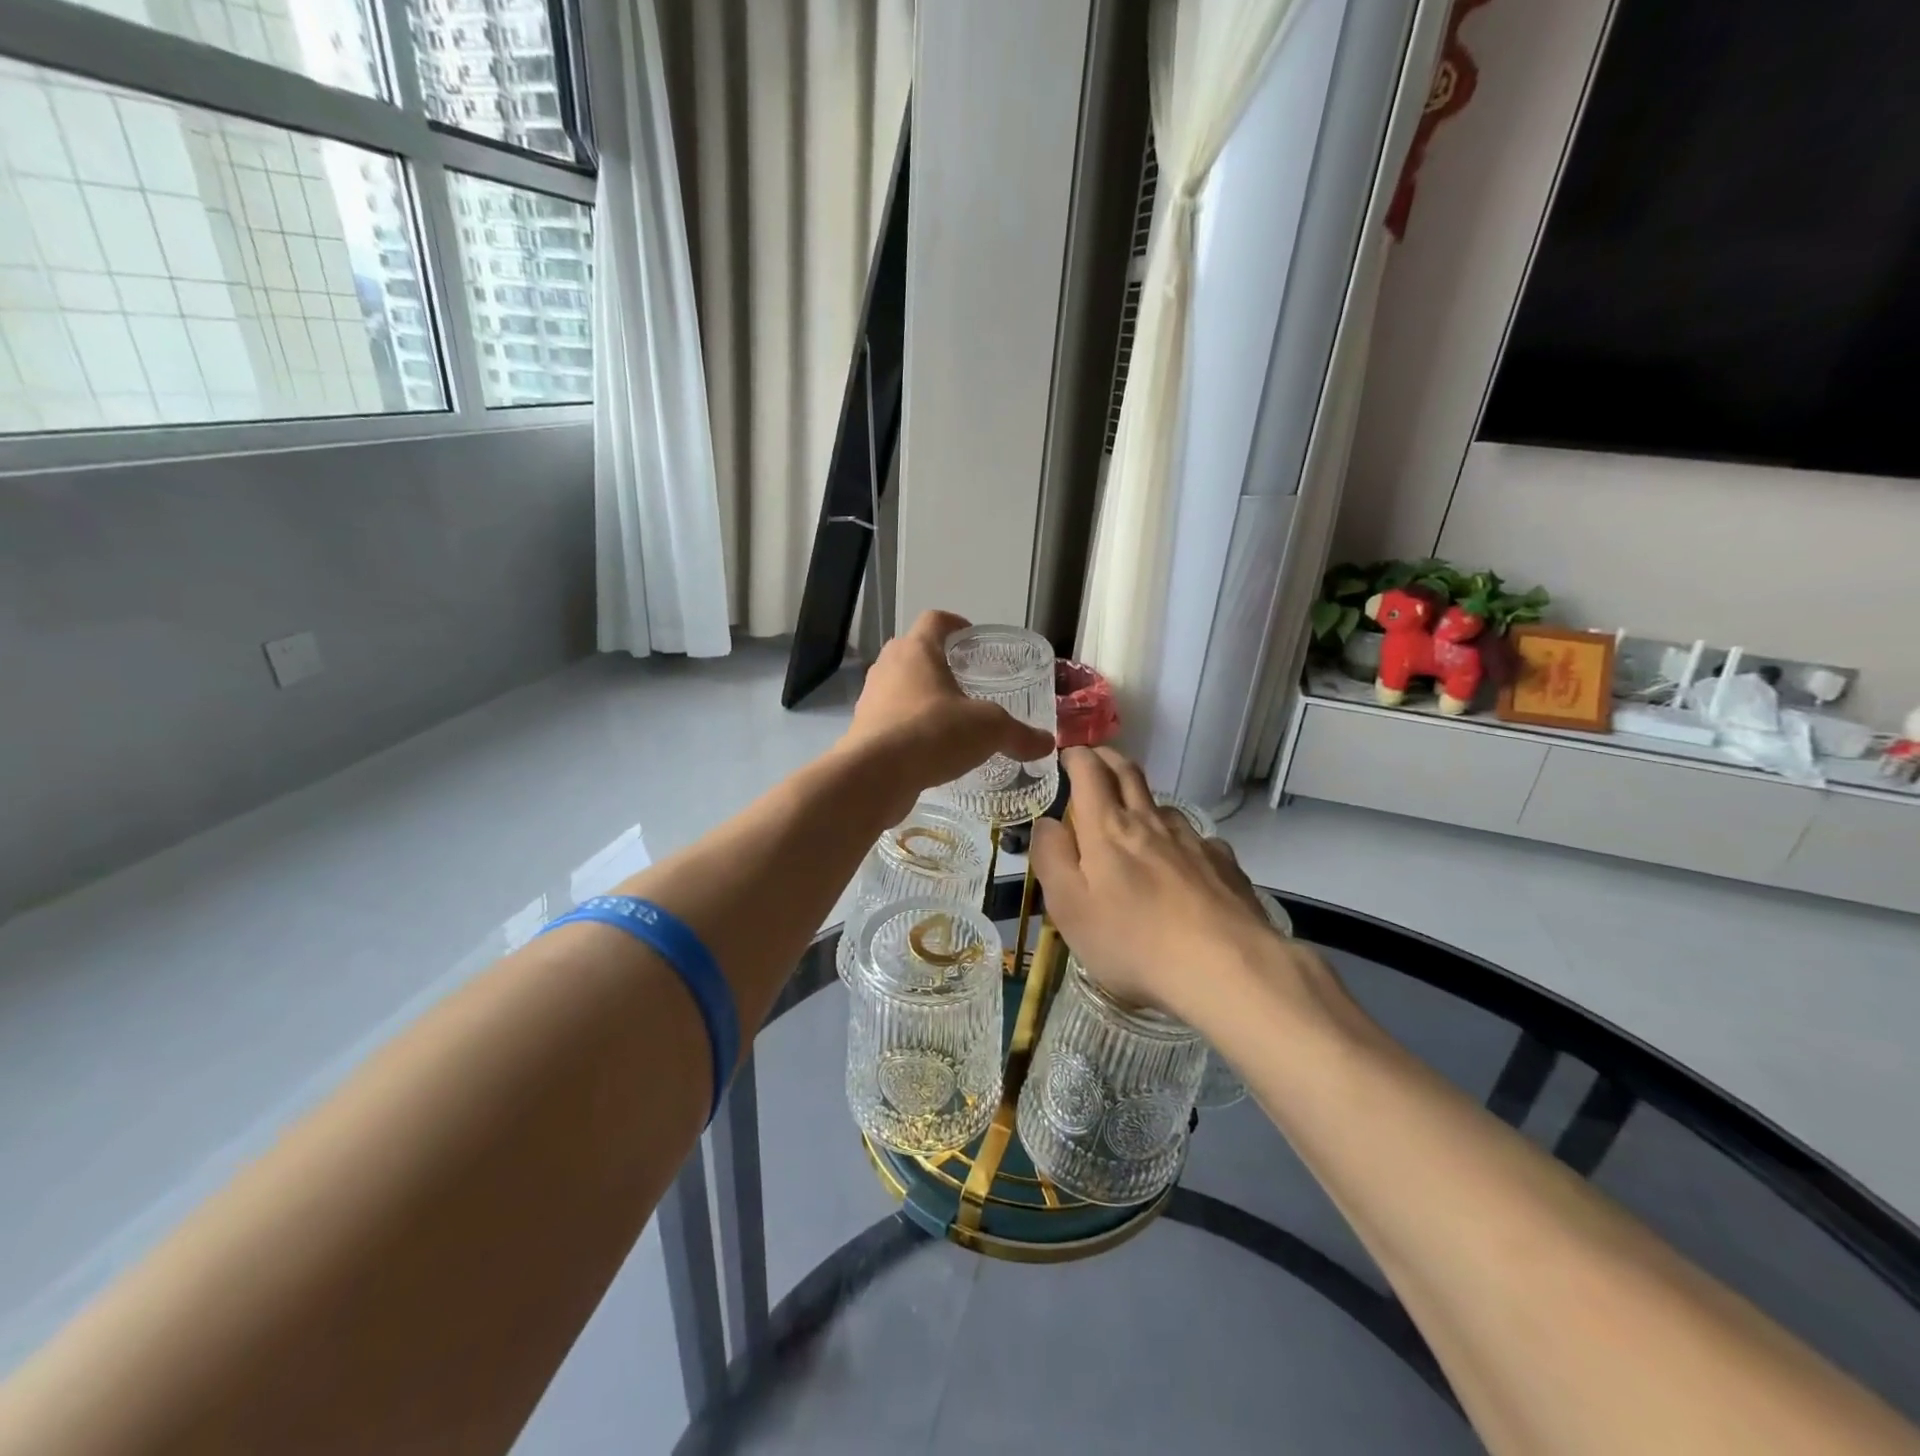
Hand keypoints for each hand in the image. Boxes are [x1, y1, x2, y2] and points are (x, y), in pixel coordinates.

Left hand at [840, 611, 1055, 822]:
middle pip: (913, 651)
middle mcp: (888, 667)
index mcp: (917, 650)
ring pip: (899, 687)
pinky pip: (890, 720)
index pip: (935, 620)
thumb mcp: (989, 730)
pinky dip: (909, 727)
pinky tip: (929, 750)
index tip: (971, 637)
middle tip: (965, 680)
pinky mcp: (863, 731)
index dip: (955, 624)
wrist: (874, 776)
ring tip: (949, 717)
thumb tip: (1047, 744)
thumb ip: (1019, 734)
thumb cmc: (933, 733)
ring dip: (921, 697)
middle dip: (938, 663)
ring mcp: (871, 699)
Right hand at [1030, 747, 1284, 1016]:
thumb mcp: (1069, 908)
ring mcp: (1192, 841)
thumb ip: (1051, 858)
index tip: (1066, 756)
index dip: (1076, 757)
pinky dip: (1179, 839)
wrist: (1226, 967)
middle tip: (1095, 759)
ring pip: (1163, 806)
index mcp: (1107, 829)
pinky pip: (1196, 839)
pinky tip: (1182, 862)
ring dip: (1143, 801)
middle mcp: (1150, 823)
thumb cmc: (1133, 941)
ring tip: (1135, 818)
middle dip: (1108, 759)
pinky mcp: (1224, 864)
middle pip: (1129, 774)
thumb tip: (1046, 823)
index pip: (1090, 772)